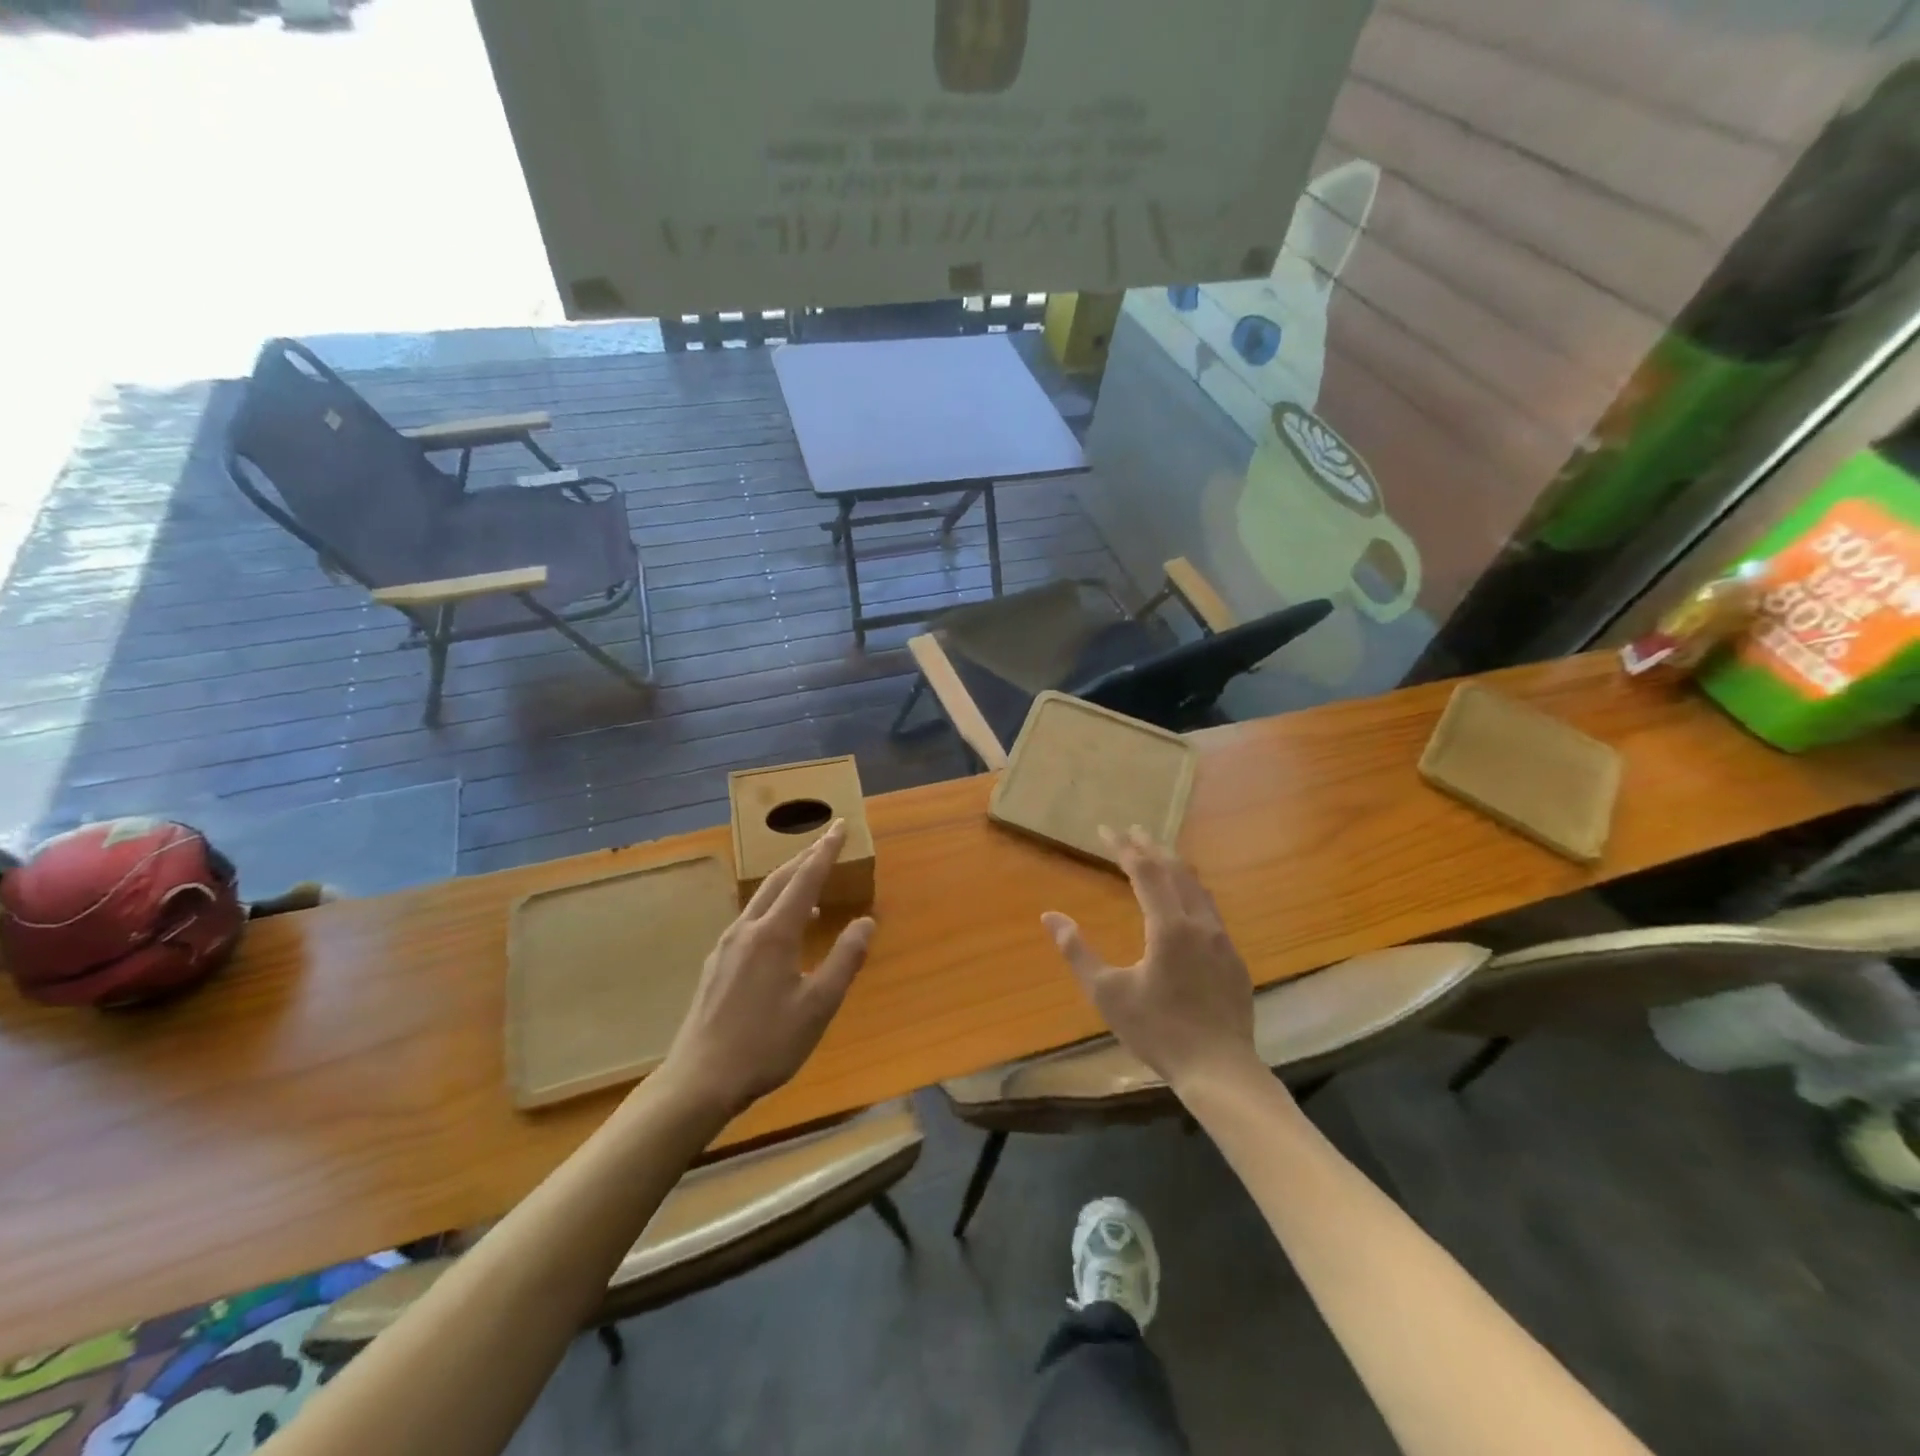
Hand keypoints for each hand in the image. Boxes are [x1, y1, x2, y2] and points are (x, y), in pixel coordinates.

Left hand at [657, 822, 873, 1120]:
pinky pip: (750, 919)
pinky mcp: (716, 965)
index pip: (805, 878)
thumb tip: (866, 921)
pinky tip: (782, 931)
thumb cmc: (766, 1044)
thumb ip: (844, 959)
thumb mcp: (818, 1006)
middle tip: (826, 842)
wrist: (699, 1080)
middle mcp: (747, 929)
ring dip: (788, 882)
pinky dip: (773, 907)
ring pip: (761, 899)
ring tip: (811, 884)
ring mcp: (726, 946)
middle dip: (804, 857)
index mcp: (775, 934)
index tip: (839, 826)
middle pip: (778, 881)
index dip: (825, 851)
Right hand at [1042, 827, 1259, 1093]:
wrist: (1220, 1070)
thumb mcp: (1107, 993)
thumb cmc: (1158, 1031)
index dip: (1124, 848)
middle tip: (1133, 831)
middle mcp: (1200, 923)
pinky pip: (1210, 910)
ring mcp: (1223, 940)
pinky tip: (1186, 902)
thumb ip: (1077, 951)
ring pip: (1198, 888)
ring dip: (1175, 866)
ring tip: (1159, 855)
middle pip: (1176, 871)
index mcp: (1169, 926)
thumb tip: (1050, 916)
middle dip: (1152, 847)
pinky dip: (1191, 891)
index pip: (1145, 872)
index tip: (1105, 830)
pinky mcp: (1234, 959)